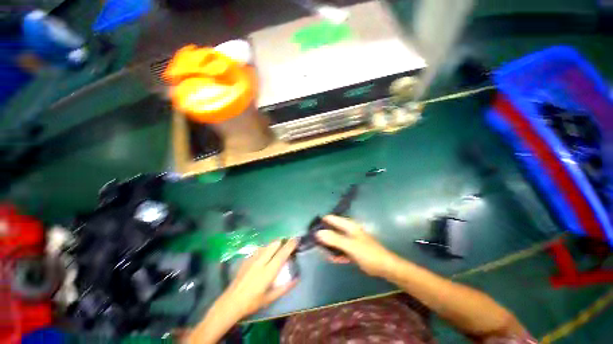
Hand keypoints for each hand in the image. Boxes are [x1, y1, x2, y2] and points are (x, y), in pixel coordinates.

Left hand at [217, 239, 298, 319]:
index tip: (296, 239)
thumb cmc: (252, 302)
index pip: (282, 254)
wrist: (231, 302)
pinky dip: (265, 249)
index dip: (290, 245)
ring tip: (278, 248)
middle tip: (287, 243)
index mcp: (268, 272)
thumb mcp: (270, 298)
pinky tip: (265, 255)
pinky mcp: (247, 259)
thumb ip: (284, 288)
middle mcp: (261, 262)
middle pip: (274, 245)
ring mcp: (252, 259)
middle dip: (282, 241)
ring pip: (266, 245)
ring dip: (274, 245)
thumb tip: (296, 279)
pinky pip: (259, 249)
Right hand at [316, 215, 397, 276]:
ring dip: (329, 246)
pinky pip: (340, 249)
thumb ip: (334, 239)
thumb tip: (318, 233)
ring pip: (335, 240)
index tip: (311, 230)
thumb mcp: (349, 245)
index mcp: (348, 225)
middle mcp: (348, 230)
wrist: (384, 267)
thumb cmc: (367, 253)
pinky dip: (336, 253)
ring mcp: (349, 240)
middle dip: (323, 236)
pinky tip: (332, 259)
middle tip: (315, 244)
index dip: (321, 222)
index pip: (331, 219)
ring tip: (323, 253)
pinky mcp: (351, 249)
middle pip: (332, 229)